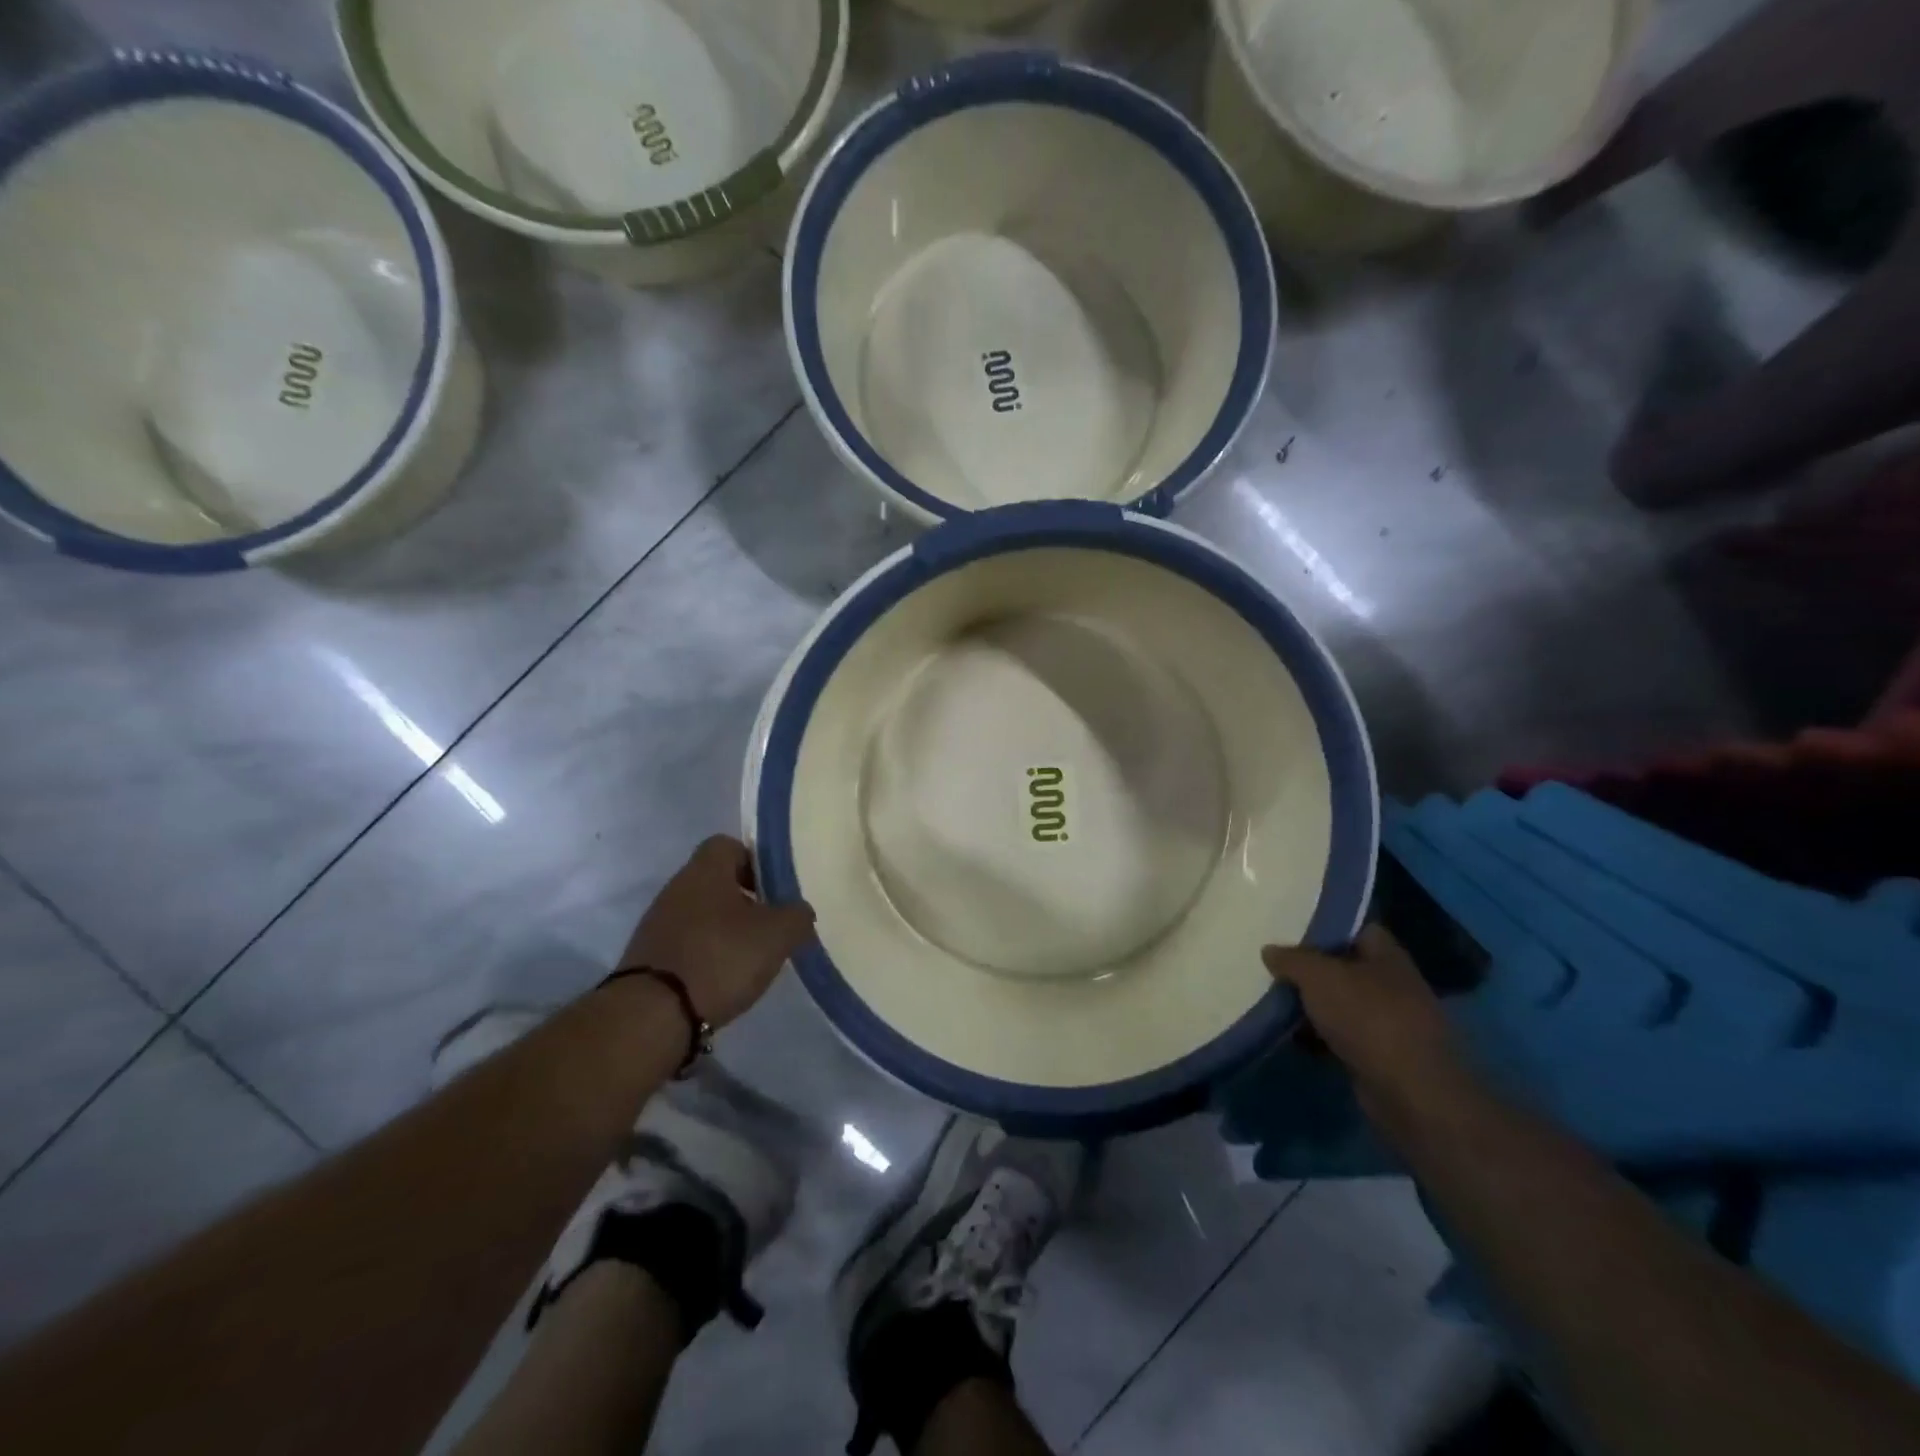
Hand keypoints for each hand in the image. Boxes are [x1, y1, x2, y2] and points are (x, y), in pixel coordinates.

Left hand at [619, 837, 816, 1028]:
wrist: (652, 1015)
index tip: (774, 890)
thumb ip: (797, 916)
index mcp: (705, 870)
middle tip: (769, 926)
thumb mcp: (777, 935)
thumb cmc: (720, 958)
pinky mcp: (647, 957)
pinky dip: (705, 955)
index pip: (729, 845)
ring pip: (700, 914)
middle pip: (715, 882)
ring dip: (724, 930)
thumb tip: (799, 912)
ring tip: (748, 958)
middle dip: (744, 901)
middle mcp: (676, 888)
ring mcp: (657, 923)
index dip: (755, 862)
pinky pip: (685, 944)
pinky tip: (721, 980)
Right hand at [1262, 926, 1471, 1117]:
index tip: (1290, 929)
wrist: (1410, 1093)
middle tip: (1273, 965)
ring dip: (1312, 1005)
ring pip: (1340, 1004)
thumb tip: (1269, 950)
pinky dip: (1318, 1037)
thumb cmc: (1368, 1017)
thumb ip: (1291, 959)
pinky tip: (1291, 1036)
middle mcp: (1392, 984)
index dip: (1325, 926)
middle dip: (1311, 969)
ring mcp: (1388, 1022)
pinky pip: (1341, 1036)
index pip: (1356, 928)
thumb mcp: (1319, 976)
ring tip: (1273, 1000)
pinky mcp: (1379, 1056)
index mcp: (1387, 955)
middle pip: (1344, 967)